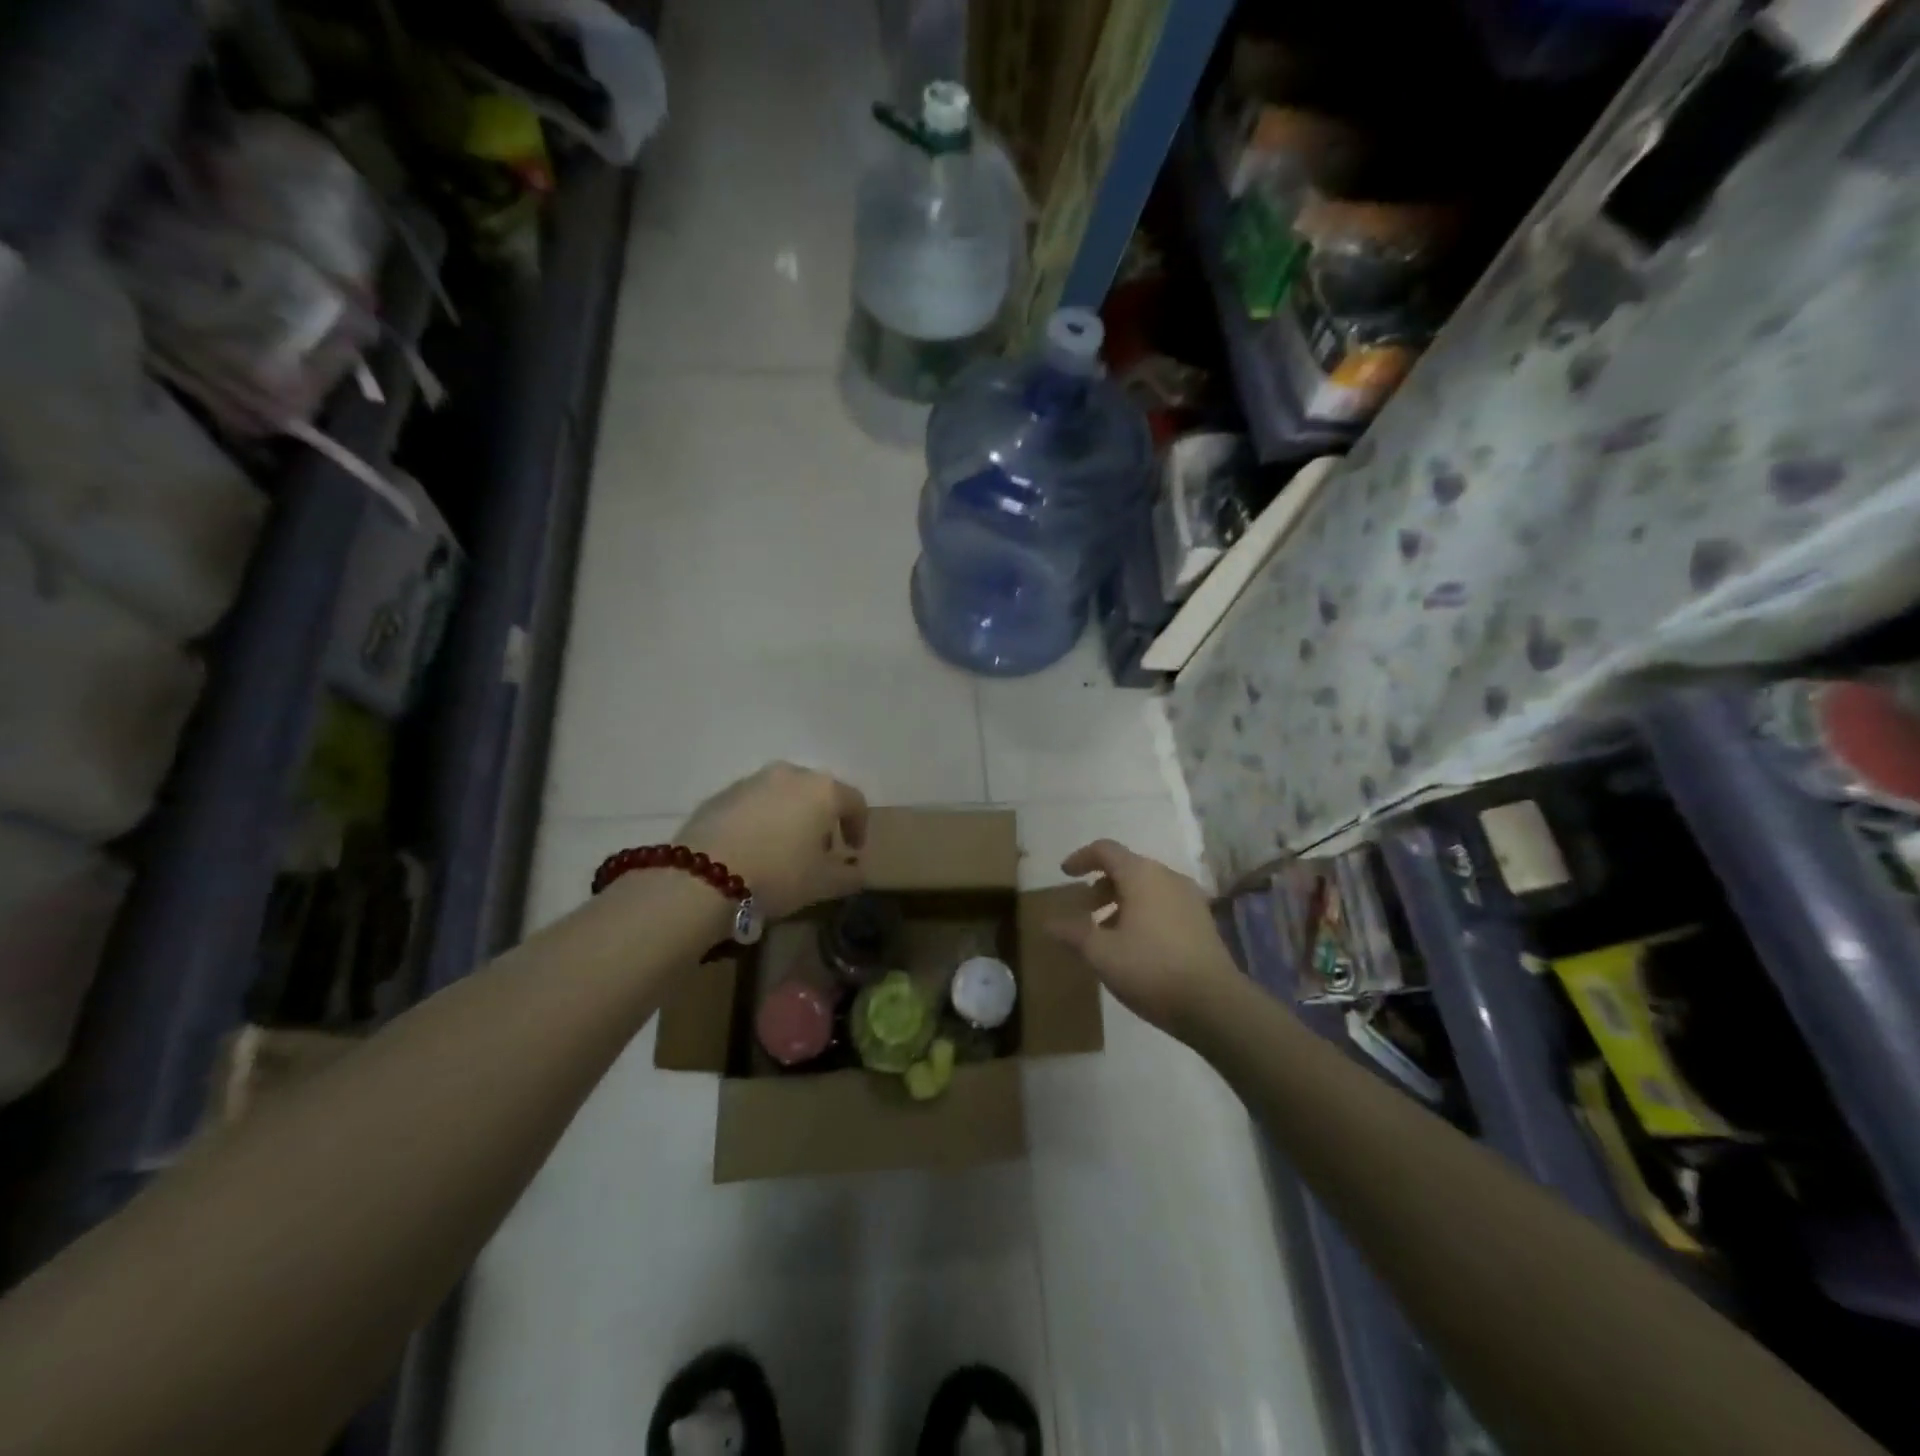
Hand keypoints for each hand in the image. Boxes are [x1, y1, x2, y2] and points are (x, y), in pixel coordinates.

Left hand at [677, 763, 867, 919]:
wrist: (702, 877)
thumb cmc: (777, 875)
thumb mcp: (822, 884)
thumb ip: (848, 876)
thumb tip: (858, 873)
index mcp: (822, 790)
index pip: (853, 801)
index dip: (859, 825)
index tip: (854, 850)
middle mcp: (789, 774)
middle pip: (817, 793)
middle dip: (823, 819)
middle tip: (820, 849)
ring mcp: (752, 780)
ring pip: (783, 794)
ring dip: (791, 816)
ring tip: (784, 849)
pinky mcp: (721, 794)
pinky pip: (753, 803)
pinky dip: (761, 819)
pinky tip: (753, 848)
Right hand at [1048, 839, 1238, 1033]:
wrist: (1214, 1004)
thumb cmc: (1151, 969)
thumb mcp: (1101, 953)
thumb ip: (1073, 933)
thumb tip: (1049, 922)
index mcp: (1141, 875)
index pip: (1106, 850)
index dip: (1082, 858)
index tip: (1065, 873)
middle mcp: (1168, 877)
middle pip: (1128, 867)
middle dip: (1101, 884)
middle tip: (1084, 909)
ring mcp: (1189, 898)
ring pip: (1147, 887)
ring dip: (1122, 901)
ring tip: (1106, 932)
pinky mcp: (1202, 921)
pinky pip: (1164, 904)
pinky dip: (1143, 912)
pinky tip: (1135, 944)